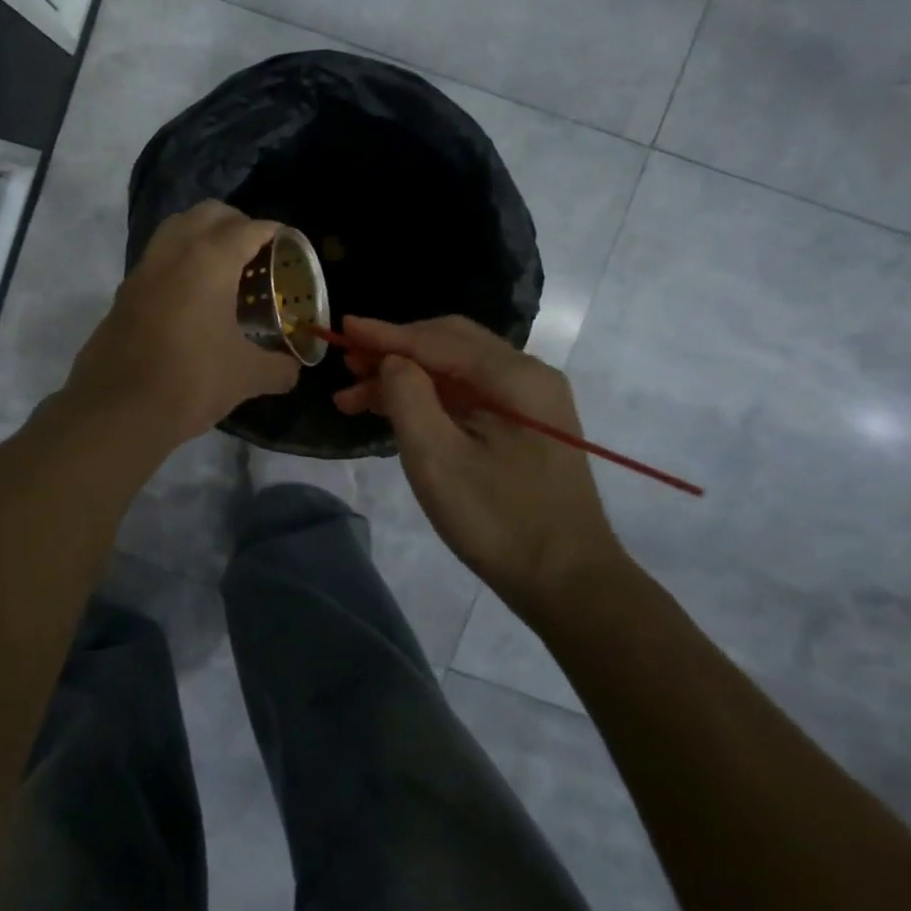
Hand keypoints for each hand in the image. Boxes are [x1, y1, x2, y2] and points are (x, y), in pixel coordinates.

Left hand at [64, 202, 299, 448]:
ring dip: (201, 234)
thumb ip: (277, 368)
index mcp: (209, 261)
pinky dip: (178, 260)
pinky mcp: (124, 293)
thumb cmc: (191, 381)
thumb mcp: (245, 376)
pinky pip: (156, 258)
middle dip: (236, 222)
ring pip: (175, 228)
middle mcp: (174, 253)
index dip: (272, 231)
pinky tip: (191, 296)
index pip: (247, 228)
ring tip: (222, 266)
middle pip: (208, 214)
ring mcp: (143, 271)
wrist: (117, 410)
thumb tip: (292, 371)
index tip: (287, 242)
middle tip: (255, 250)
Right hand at [334, 316, 625, 600]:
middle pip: (448, 344)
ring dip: (406, 376)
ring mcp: (529, 400)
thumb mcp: (437, 459)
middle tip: (347, 364)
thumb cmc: (499, 522)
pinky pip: (467, 394)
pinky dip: (428, 397)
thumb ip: (407, 397)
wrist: (569, 584)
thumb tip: (392, 360)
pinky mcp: (525, 424)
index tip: (341, 327)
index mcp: (514, 376)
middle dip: (394, 351)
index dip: (385, 334)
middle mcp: (527, 375)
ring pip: (455, 369)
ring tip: (354, 396)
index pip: (436, 340)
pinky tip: (393, 411)